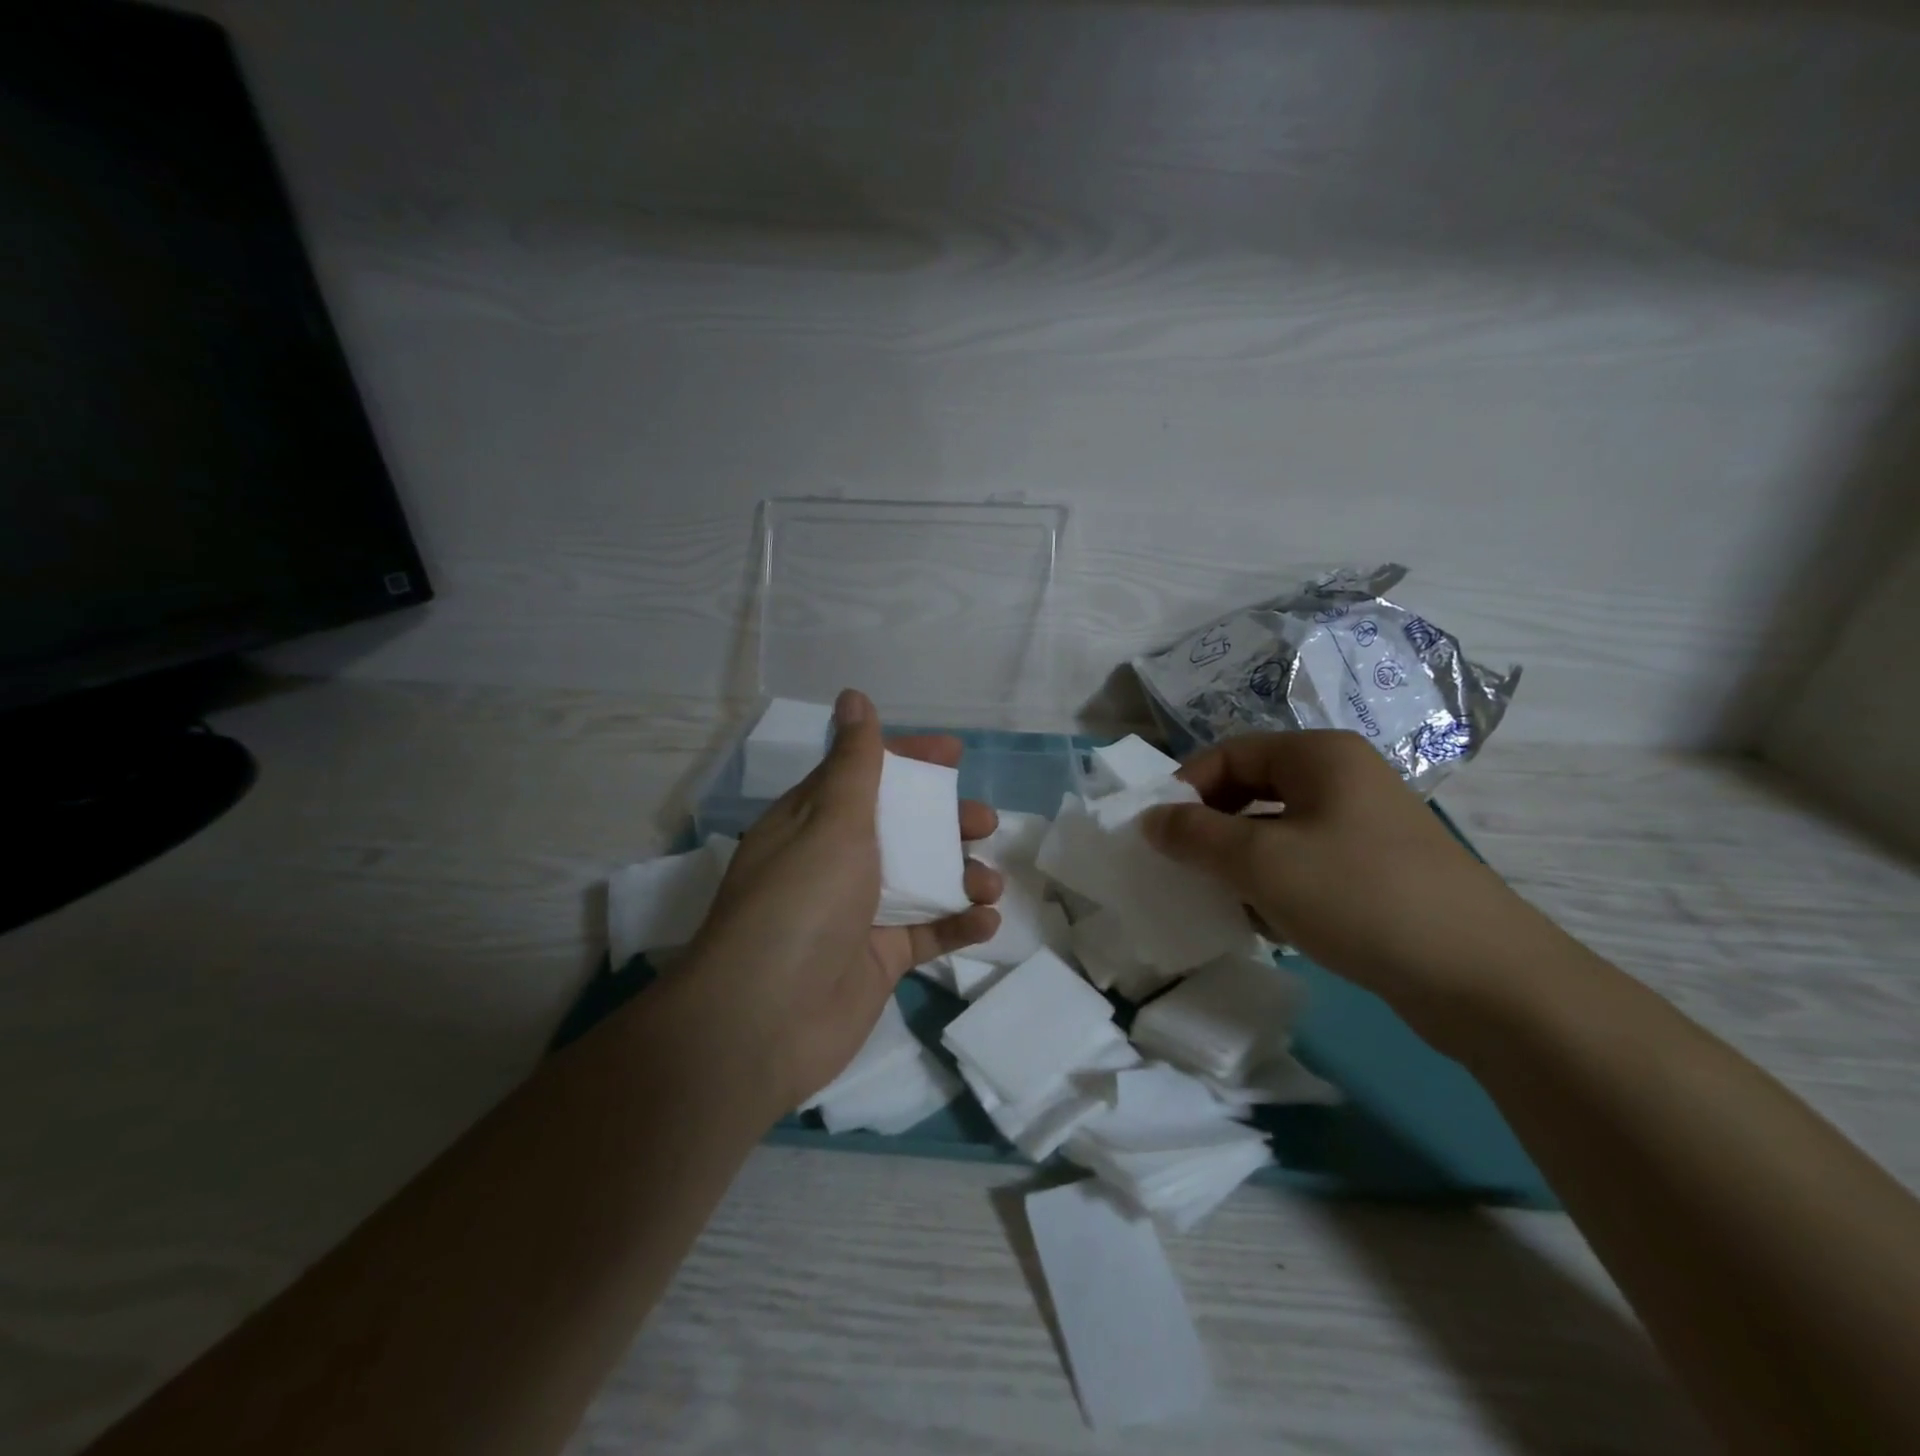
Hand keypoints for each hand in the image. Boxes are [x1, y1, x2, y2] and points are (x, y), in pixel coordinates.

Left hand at [673, 690, 1002, 1116]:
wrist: (764, 1021)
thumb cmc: (802, 902)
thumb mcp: (832, 821)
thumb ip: (855, 762)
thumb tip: (853, 696)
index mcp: (814, 821)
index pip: (866, 774)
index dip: (911, 759)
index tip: (955, 754)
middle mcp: (835, 861)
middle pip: (901, 827)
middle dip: (946, 820)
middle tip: (984, 822)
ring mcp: (858, 912)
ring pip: (921, 879)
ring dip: (960, 874)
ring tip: (990, 881)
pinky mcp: (878, 959)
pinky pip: (927, 932)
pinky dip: (958, 924)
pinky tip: (986, 921)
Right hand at [1141, 731, 1540, 1007]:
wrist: (1484, 980)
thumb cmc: (1358, 896)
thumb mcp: (1260, 861)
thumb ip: (1194, 835)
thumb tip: (1150, 818)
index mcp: (1319, 755)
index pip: (1229, 754)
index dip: (1185, 788)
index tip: (1157, 834)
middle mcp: (1344, 779)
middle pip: (1253, 790)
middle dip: (1211, 828)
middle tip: (1184, 867)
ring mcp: (1365, 827)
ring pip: (1277, 831)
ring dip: (1240, 861)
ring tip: (1219, 899)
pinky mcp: (1378, 873)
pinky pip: (1306, 864)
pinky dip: (1275, 885)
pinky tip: (1265, 922)